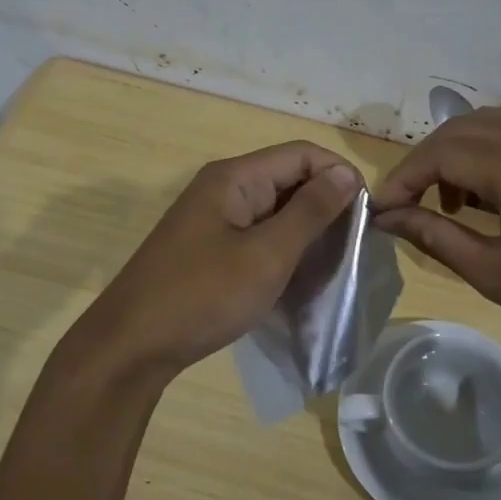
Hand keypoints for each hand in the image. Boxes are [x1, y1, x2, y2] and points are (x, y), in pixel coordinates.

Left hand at [71, 142, 361, 384]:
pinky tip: (300, 274)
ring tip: (334, 260)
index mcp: (234, 177)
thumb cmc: (203, 295)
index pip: (301, 154)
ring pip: (274, 208)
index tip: (367, 214)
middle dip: (325, 203)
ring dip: (306, 228)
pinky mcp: (209, 247)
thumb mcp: (267, 255)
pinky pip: (257, 233)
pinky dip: (283, 247)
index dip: (339, 175)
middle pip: (288, 178)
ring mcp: (213, 218)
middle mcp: (223, 188)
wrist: (133, 345)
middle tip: (355, 243)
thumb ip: (310, 212)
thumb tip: (346, 174)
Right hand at [371, 106, 500, 373]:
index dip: (403, 178)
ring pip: (495, 121)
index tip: (381, 209)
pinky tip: (496, 191)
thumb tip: (389, 218)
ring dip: (462, 151)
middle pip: (463, 128)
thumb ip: (436, 236)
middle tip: (411, 204)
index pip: (440, 152)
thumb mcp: (496, 274)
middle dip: (427, 161)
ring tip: (454, 200)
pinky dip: (496, 149)